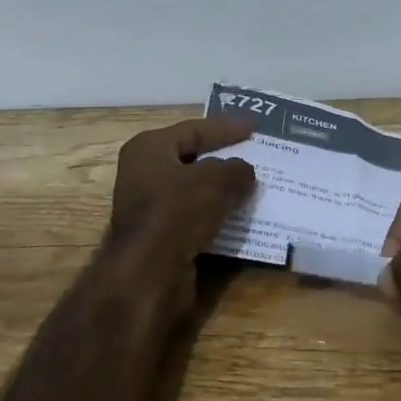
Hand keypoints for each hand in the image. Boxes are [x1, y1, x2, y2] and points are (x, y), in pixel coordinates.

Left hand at [107, 117, 257, 270]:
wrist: (150, 272)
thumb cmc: (177, 211)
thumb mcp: (214, 180)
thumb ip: (235, 169)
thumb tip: (245, 171)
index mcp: (149, 148)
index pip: (193, 130)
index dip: (225, 127)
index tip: (254, 127)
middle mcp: (144, 173)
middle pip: (193, 158)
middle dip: (225, 158)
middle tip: (256, 154)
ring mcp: (151, 206)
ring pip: (195, 190)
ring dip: (223, 189)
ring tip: (255, 185)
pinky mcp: (161, 235)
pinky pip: (196, 216)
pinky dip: (218, 214)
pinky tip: (242, 215)